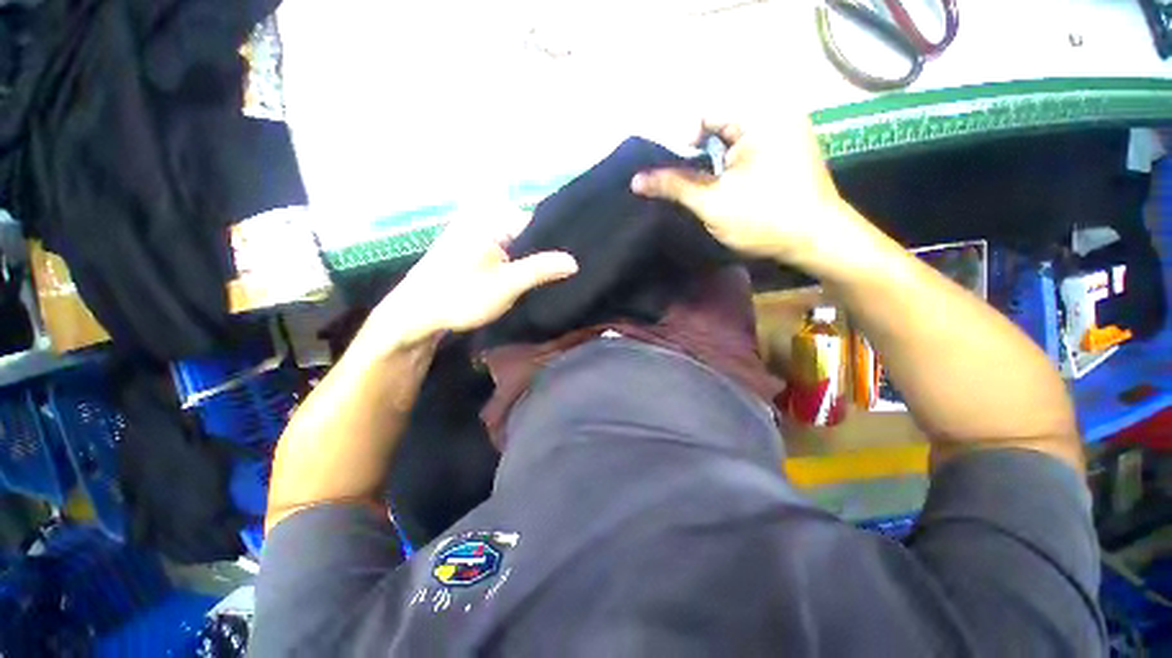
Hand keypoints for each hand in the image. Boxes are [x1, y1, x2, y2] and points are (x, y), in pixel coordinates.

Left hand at [366, 208, 577, 347]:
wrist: (416, 314)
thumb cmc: (460, 296)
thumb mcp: (506, 285)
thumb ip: (540, 270)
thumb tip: (574, 261)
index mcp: (491, 217)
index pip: (537, 223)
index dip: (554, 244)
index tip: (568, 265)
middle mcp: (482, 216)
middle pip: (526, 233)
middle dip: (541, 253)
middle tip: (560, 275)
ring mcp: (475, 230)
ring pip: (515, 243)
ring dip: (528, 260)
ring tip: (546, 278)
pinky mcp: (470, 246)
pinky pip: (502, 249)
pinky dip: (514, 262)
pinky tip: (522, 277)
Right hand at [630, 119, 862, 267]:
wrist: (817, 241)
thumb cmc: (764, 219)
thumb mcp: (712, 202)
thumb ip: (674, 185)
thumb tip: (637, 180)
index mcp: (760, 116)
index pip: (705, 113)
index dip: (684, 142)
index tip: (681, 174)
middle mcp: (775, 114)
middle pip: (719, 125)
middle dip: (699, 156)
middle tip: (691, 184)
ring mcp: (786, 132)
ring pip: (733, 140)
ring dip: (714, 163)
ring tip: (707, 189)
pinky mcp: (789, 150)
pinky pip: (749, 148)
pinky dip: (731, 166)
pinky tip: (727, 188)